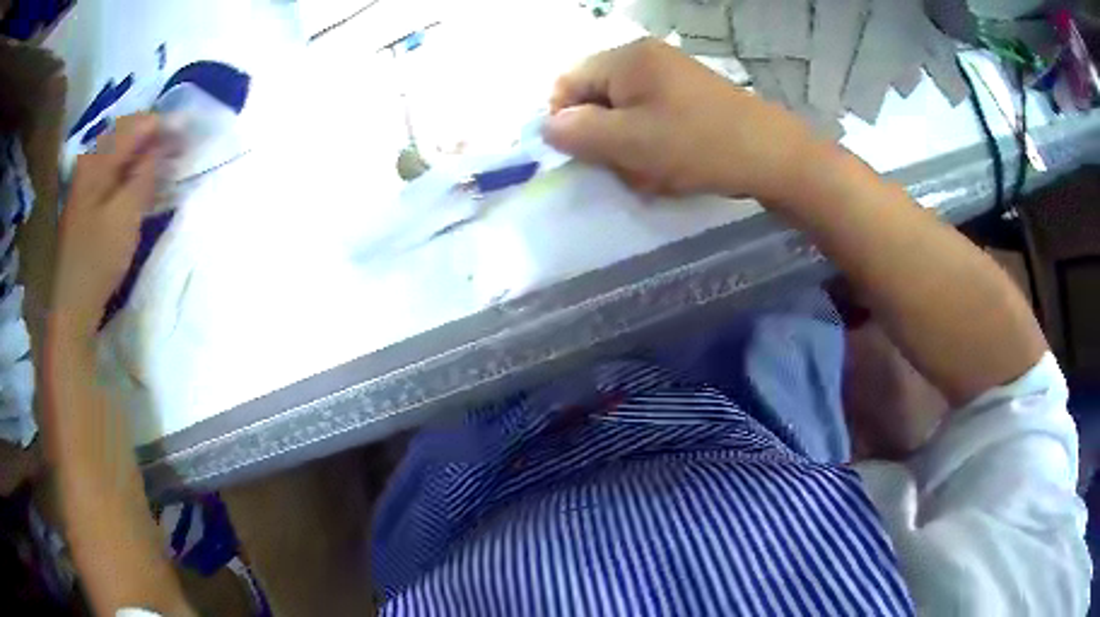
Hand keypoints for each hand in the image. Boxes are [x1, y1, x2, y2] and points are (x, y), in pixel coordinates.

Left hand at [52, 114, 164, 341]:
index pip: (137, 124)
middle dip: (155, 136)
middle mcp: (91, 162)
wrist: (73, 304)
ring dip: (145, 154)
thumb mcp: (126, 215)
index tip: (188, 134)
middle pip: (128, 133)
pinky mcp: (89, 201)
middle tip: (180, 148)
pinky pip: (115, 171)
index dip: (164, 125)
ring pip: (122, 153)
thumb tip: (165, 141)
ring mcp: (88, 182)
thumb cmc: (98, 259)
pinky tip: (144, 183)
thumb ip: (146, 173)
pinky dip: (133, 171)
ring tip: (166, 164)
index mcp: (98, 160)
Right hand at [543, 38, 816, 199]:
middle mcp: (645, 57)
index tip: (586, 154)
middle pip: (597, 97)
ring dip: (629, 147)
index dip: (566, 120)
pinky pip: (652, 117)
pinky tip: (671, 165)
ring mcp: (671, 75)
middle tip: (626, 167)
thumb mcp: (629, 142)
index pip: (567, 82)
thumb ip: (577, 132)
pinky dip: (653, 144)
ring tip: (653, 171)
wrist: (773, 155)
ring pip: (625, 113)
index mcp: (625, 58)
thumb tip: (548, 125)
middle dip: (603, 137)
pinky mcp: (690, 95)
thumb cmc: (697, 144)